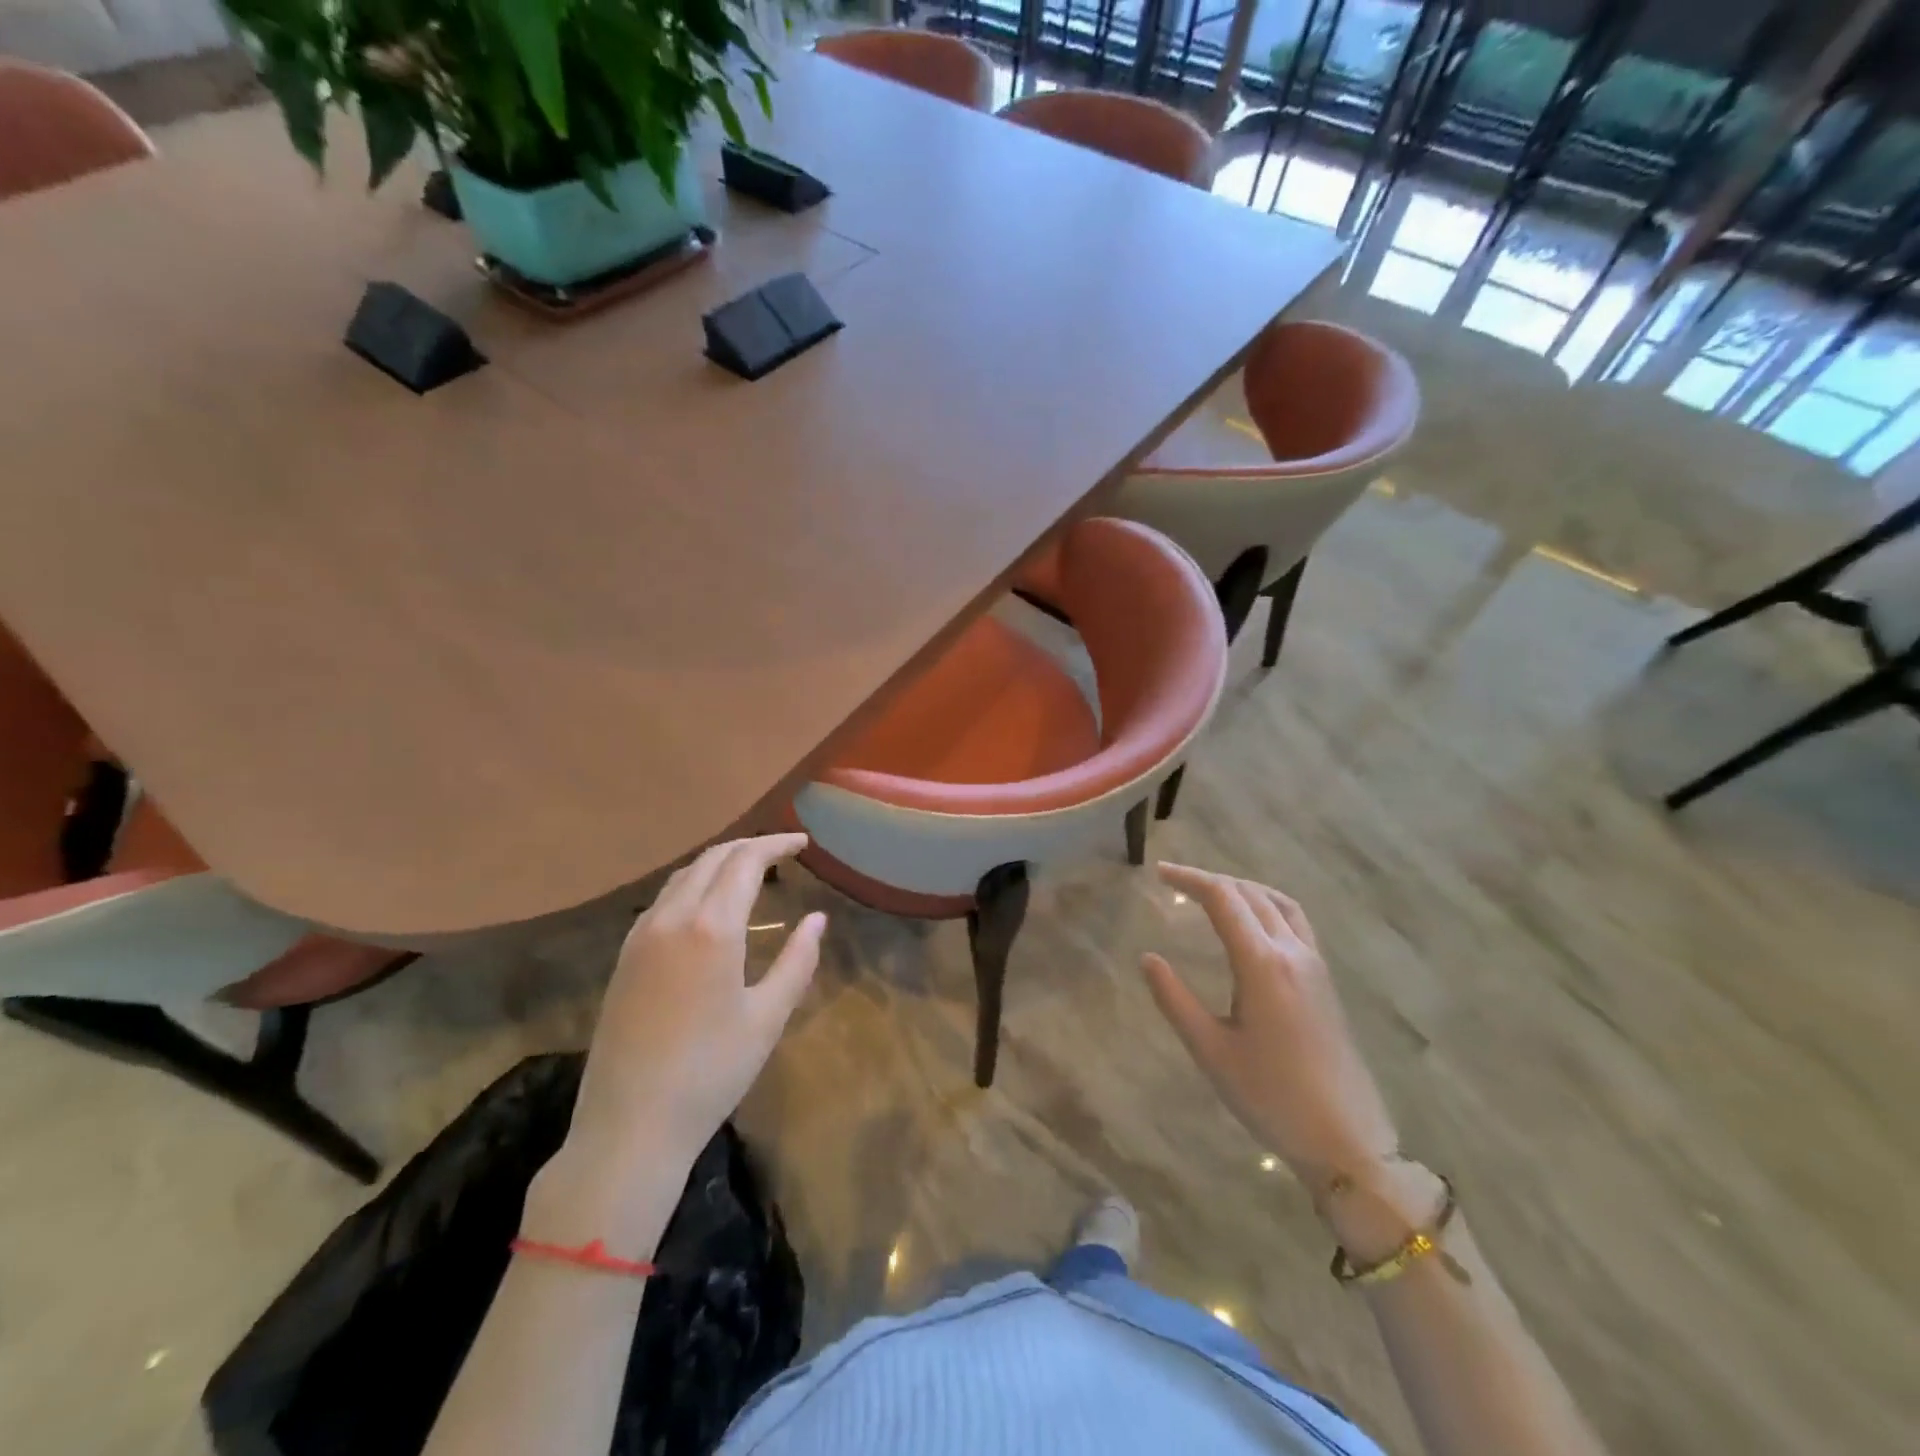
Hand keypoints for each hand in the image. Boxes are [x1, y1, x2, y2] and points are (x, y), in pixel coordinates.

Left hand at [566, 834, 825, 1177]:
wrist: (628, 1126)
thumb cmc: (711, 1073)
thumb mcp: (767, 1018)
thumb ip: (798, 961)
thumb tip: (817, 919)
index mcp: (711, 928)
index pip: (746, 861)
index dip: (776, 844)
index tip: (803, 843)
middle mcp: (671, 918)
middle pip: (712, 859)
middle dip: (749, 847)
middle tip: (782, 852)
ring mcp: (640, 936)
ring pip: (683, 875)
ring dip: (719, 863)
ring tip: (750, 872)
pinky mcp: (624, 957)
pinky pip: (663, 899)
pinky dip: (693, 884)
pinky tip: (708, 906)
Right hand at [1142, 862, 1399, 1191]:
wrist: (1346, 1141)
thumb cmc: (1270, 1097)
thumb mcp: (1210, 1050)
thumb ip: (1175, 1000)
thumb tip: (1148, 958)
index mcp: (1262, 964)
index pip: (1223, 899)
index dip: (1189, 879)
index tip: (1159, 873)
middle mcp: (1291, 952)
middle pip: (1250, 894)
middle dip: (1211, 880)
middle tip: (1175, 882)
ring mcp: (1314, 965)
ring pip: (1278, 902)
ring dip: (1243, 888)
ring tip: (1213, 893)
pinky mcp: (1324, 981)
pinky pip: (1296, 921)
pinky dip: (1267, 905)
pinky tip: (1253, 924)